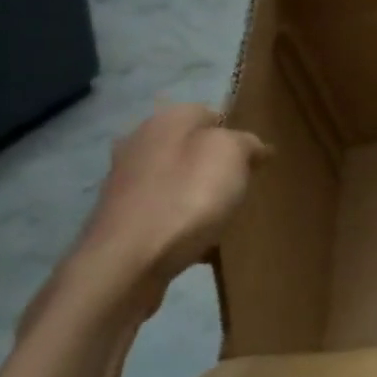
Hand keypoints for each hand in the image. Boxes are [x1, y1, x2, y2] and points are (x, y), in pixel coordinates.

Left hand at [78, 104, 268, 290]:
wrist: (127, 262)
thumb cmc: (186, 197)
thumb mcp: (232, 155)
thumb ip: (246, 142)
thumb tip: (252, 146)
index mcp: (166, 120)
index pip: (211, 114)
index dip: (237, 135)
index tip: (256, 161)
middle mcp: (139, 143)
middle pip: (191, 148)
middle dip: (216, 166)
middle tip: (242, 188)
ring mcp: (124, 182)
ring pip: (176, 180)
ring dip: (198, 194)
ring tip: (223, 217)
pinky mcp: (120, 218)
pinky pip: (164, 212)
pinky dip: (181, 222)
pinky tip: (198, 241)